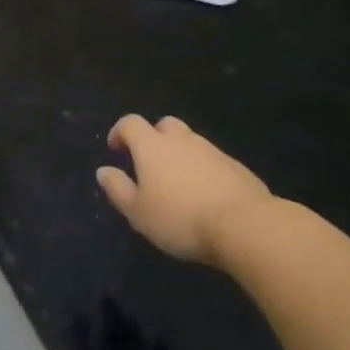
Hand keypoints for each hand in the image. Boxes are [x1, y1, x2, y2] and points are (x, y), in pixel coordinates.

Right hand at [96, 114, 272, 263]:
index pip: (130, 124)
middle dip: (154, 137)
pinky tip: (206, 194)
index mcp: (152, 146)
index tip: (116, 149)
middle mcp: (181, 140)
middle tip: (150, 162)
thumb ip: (118, 189)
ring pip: (191, 141)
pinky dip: (203, 169)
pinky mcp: (236, 167)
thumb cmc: (180, 218)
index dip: (120, 132)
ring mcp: (212, 151)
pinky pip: (213, 160)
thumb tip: (103, 171)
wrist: (245, 225)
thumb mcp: (138, 212)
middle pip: (165, 124)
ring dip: (180, 153)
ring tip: (178, 182)